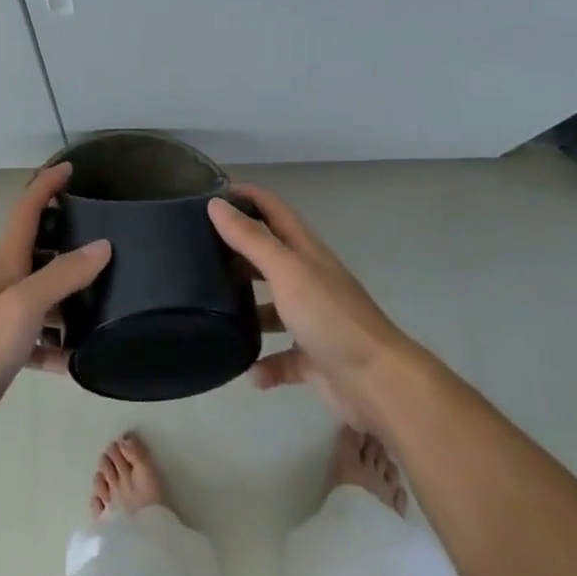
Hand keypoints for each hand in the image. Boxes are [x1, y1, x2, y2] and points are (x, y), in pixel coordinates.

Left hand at [0, 162, 110, 436]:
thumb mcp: (25, 303)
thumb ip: (63, 274)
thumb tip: (103, 245)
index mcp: (7, 259)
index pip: (28, 207)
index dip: (47, 184)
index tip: (70, 168)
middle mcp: (7, 279)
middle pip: (40, 246)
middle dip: (68, 236)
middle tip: (106, 236)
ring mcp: (5, 313)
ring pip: (45, 293)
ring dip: (71, 293)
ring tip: (108, 296)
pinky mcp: (6, 346)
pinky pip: (41, 337)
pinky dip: (59, 343)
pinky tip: (79, 358)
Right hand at [209, 186, 416, 430]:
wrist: (378, 381)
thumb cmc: (330, 315)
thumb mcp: (286, 270)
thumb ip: (251, 239)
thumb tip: (215, 204)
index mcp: (305, 252)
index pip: (274, 210)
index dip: (247, 196)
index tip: (211, 193)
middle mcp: (309, 280)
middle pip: (269, 256)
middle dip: (238, 251)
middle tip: (198, 251)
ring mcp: (312, 320)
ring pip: (273, 308)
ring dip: (248, 310)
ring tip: (212, 312)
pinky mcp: (313, 359)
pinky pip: (282, 358)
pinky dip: (265, 364)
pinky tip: (250, 373)